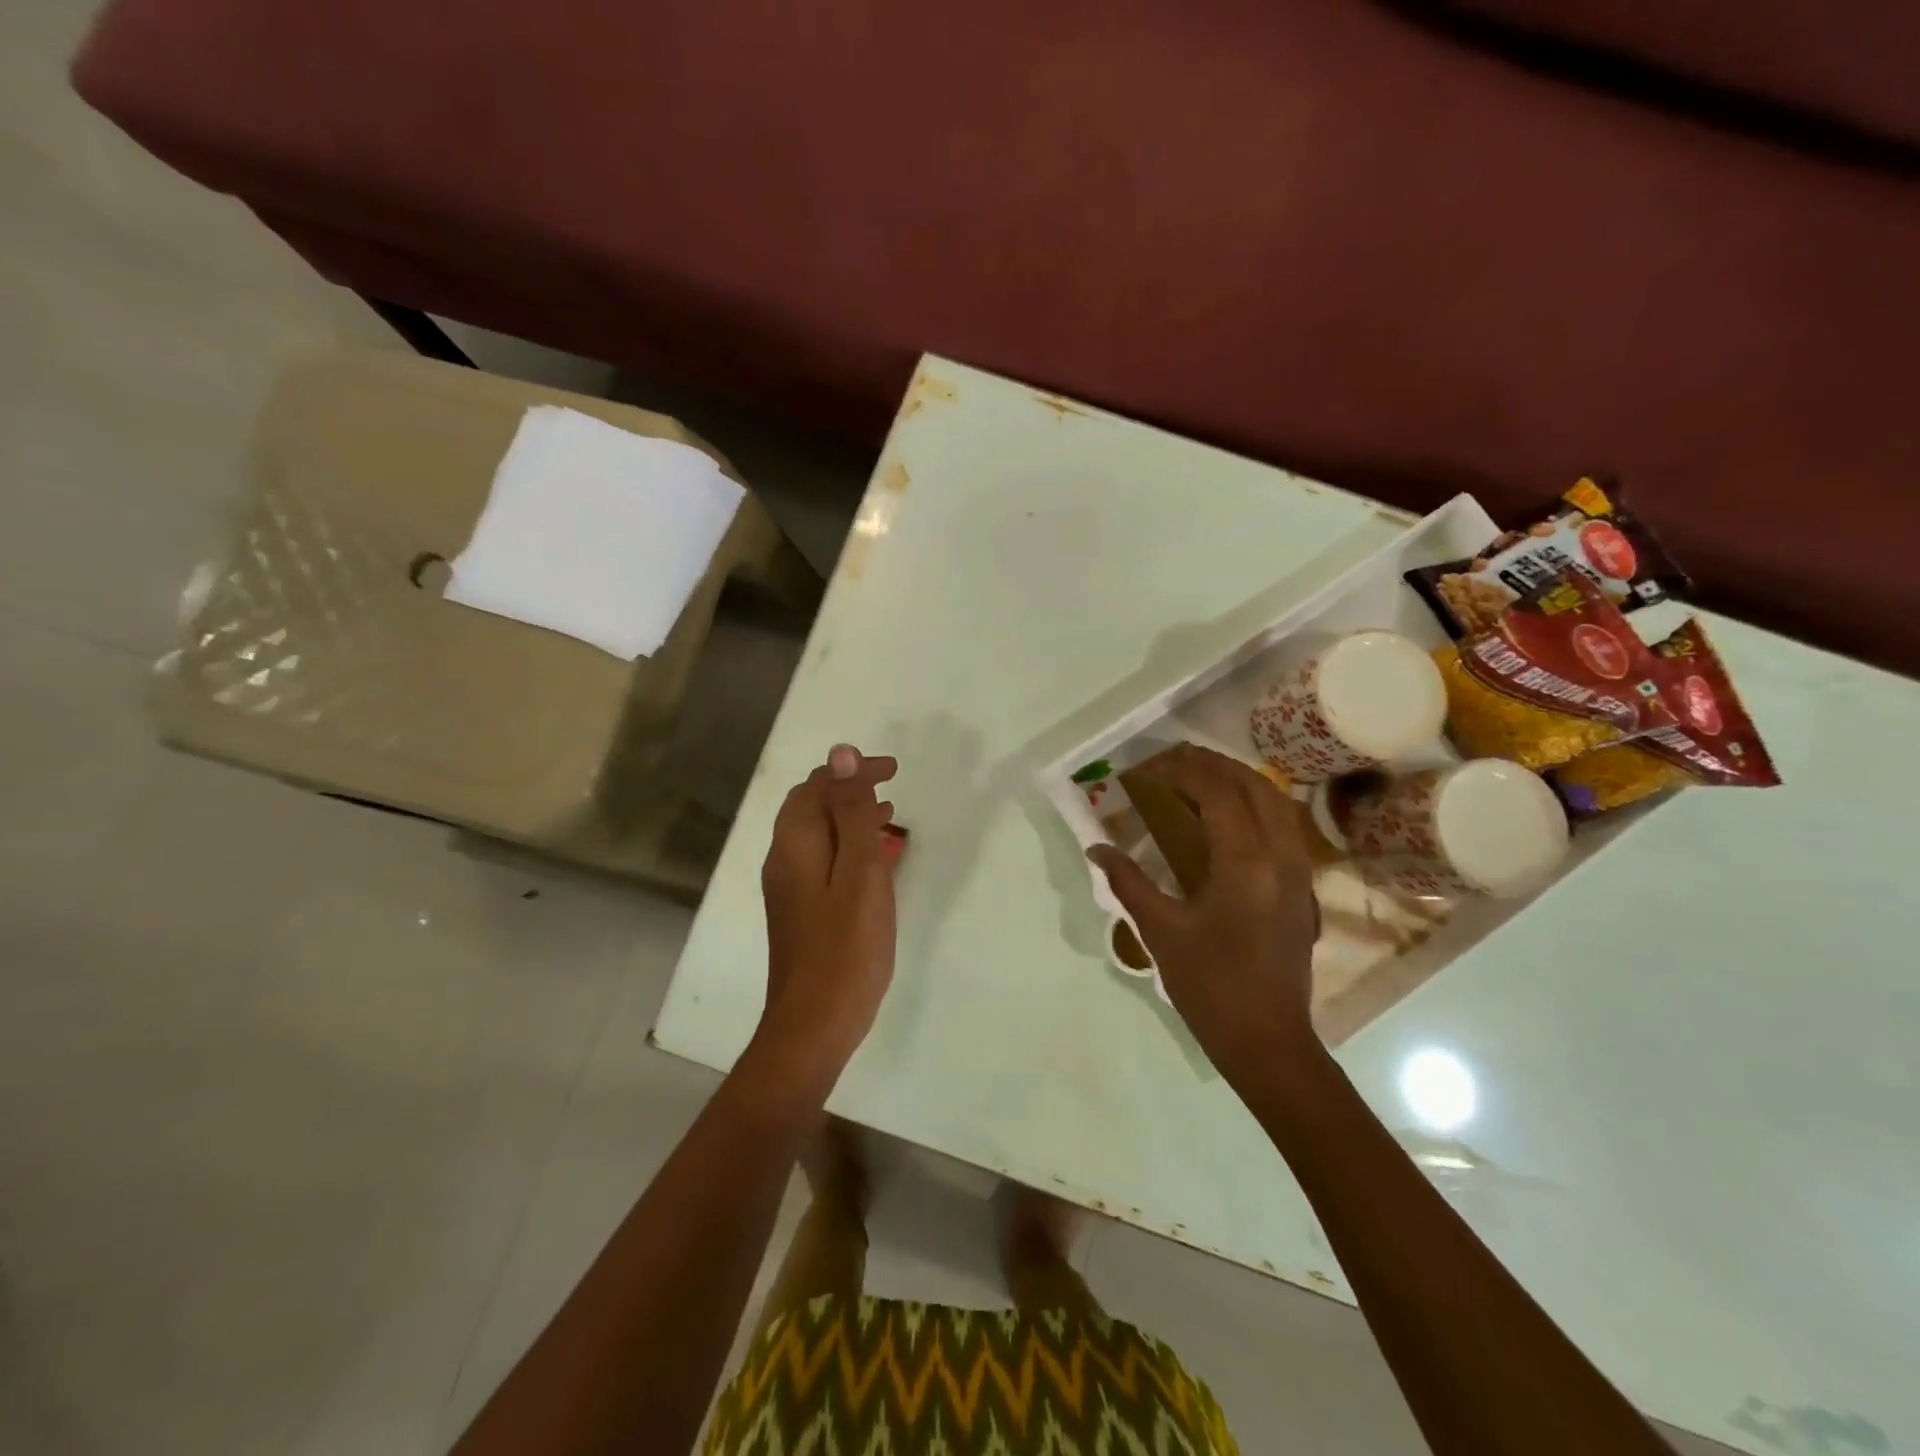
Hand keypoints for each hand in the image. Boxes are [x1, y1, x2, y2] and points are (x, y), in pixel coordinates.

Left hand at [755, 744, 899, 1080]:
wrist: (813, 1027)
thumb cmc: (845, 950)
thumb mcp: (859, 874)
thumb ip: (851, 814)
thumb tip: (840, 754)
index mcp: (795, 845)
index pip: (817, 786)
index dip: (852, 771)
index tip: (892, 770)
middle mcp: (784, 860)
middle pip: (811, 806)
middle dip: (849, 789)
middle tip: (891, 787)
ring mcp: (789, 888)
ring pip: (817, 834)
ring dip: (849, 816)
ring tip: (889, 815)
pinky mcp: (800, 911)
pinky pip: (822, 860)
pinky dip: (847, 846)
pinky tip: (873, 861)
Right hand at [1088, 745, 1320, 1082]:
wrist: (1267, 1040)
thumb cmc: (1210, 986)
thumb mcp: (1161, 931)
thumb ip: (1129, 881)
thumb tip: (1098, 847)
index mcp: (1245, 864)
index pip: (1219, 794)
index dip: (1185, 771)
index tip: (1151, 767)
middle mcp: (1280, 858)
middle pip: (1255, 787)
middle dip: (1215, 765)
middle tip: (1174, 761)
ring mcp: (1298, 873)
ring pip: (1278, 804)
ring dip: (1240, 781)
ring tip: (1202, 779)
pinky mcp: (1302, 889)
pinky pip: (1285, 827)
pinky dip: (1257, 806)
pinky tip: (1230, 818)